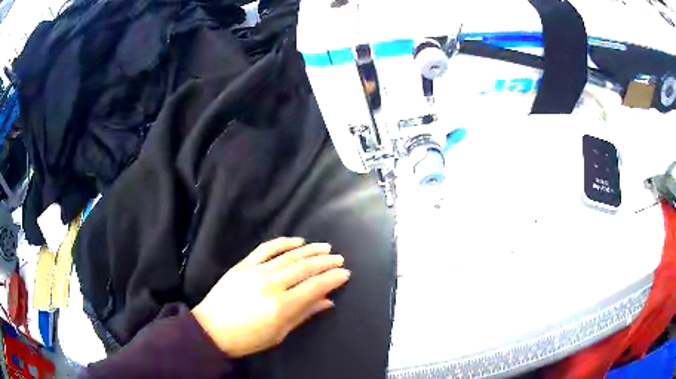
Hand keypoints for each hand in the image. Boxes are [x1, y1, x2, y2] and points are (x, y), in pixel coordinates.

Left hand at [192, 237, 349, 357]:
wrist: (212, 329)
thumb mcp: (279, 333)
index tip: (345, 273)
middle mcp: (271, 284)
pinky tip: (297, 240)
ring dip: (310, 250)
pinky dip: (283, 242)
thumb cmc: (248, 338)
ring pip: (289, 256)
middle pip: (305, 268)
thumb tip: (327, 301)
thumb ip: (304, 314)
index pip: (314, 286)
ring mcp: (256, 271)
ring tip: (326, 247)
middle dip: (326, 262)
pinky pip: (266, 248)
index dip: (332, 279)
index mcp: (281, 305)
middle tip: (339, 258)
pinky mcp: (244, 264)